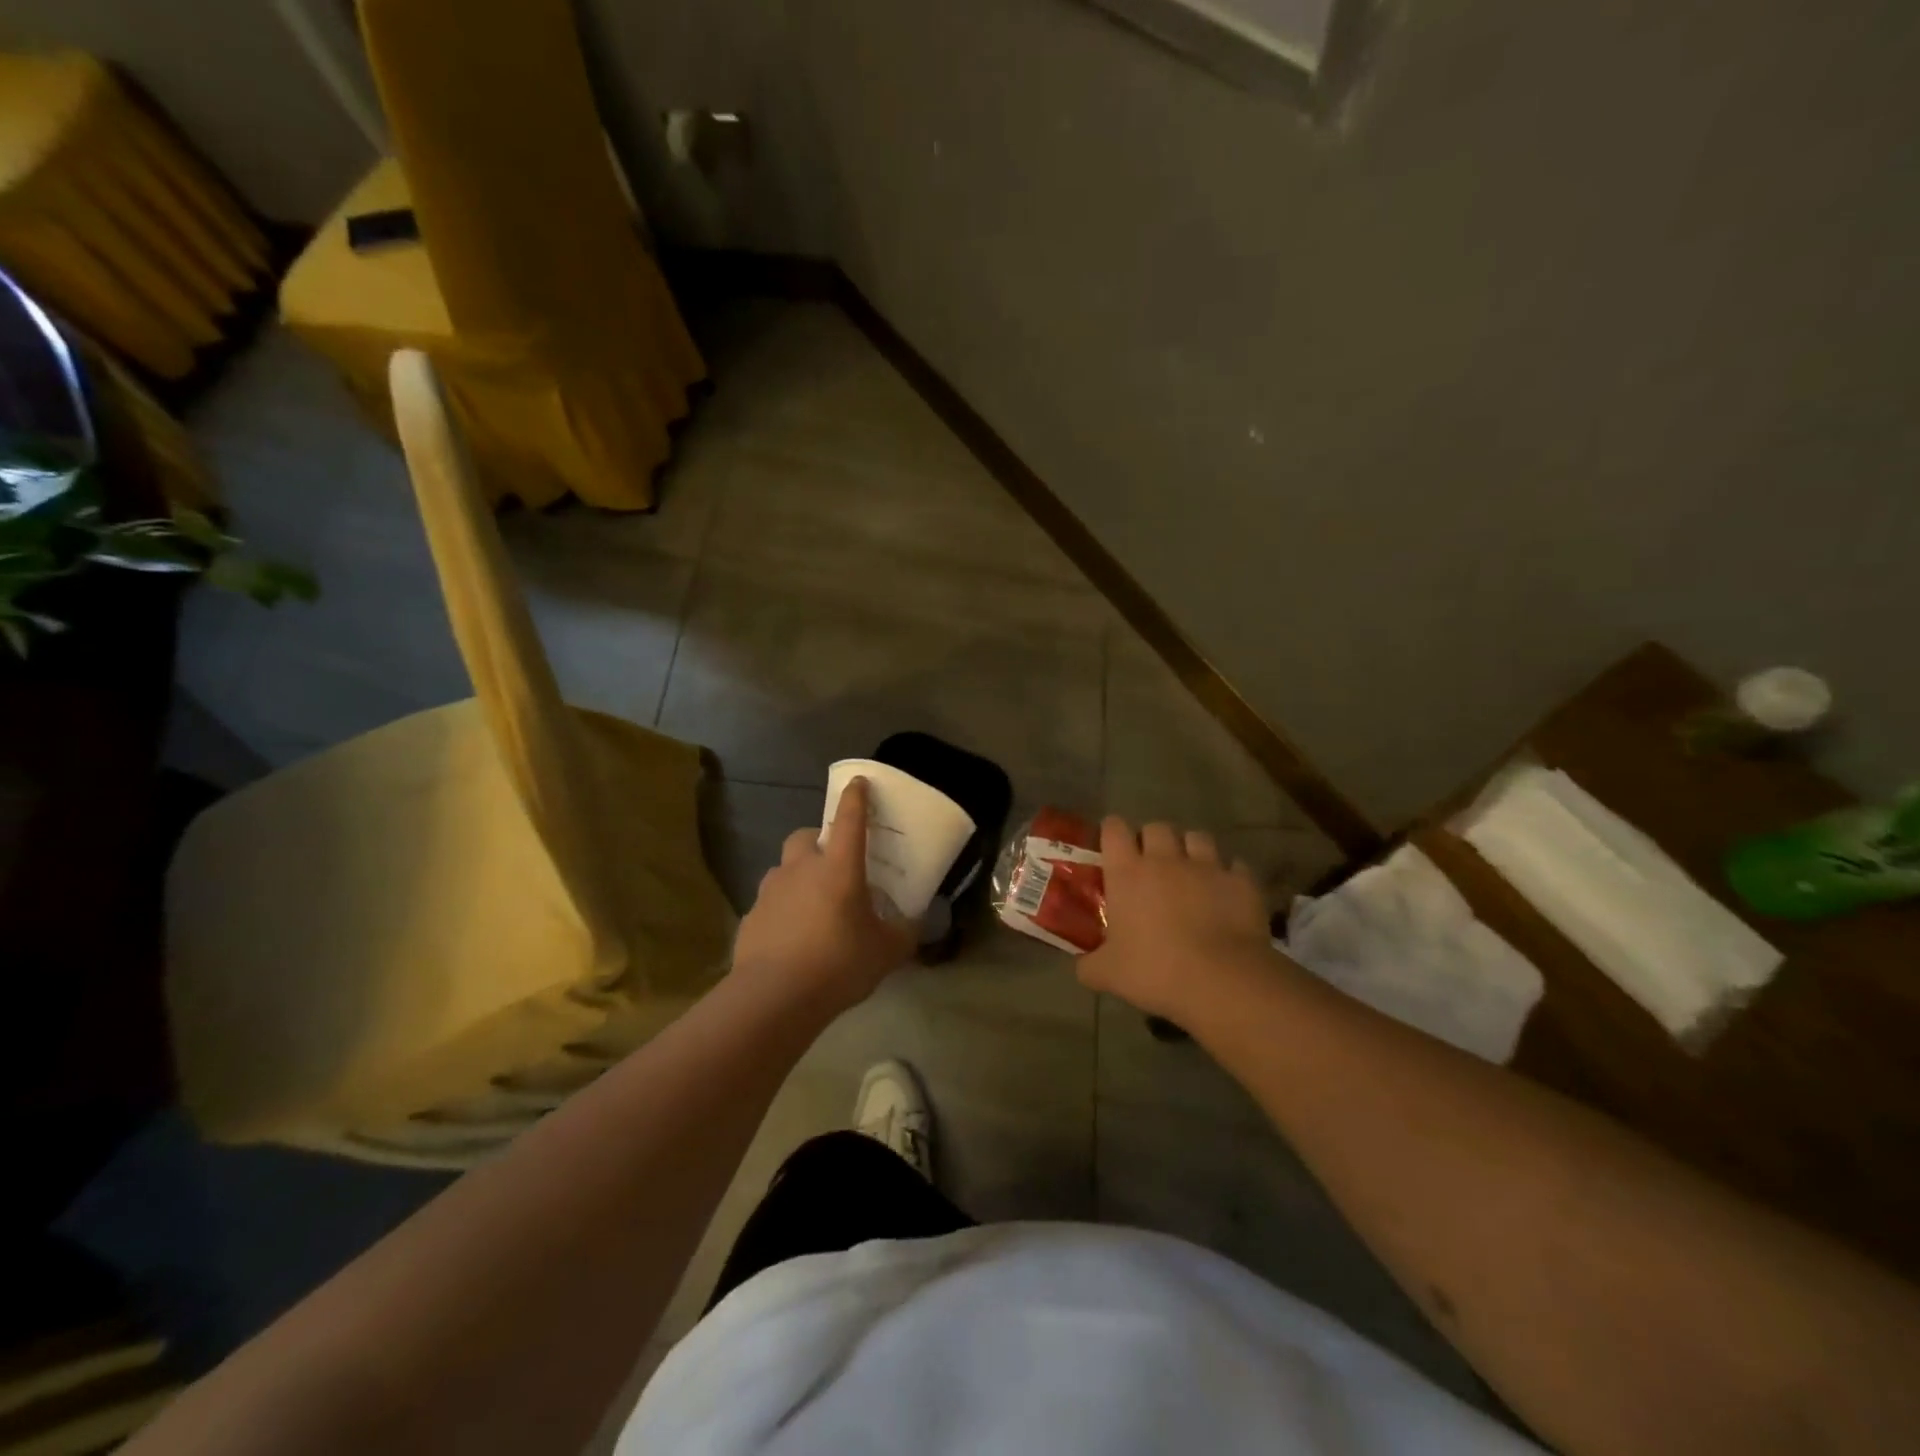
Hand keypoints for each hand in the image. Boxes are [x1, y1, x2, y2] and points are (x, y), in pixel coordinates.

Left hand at [731, 777, 914, 1013]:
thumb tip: (913, 924)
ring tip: (813, 905)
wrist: (773, 996)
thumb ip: (903, 933)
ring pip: (785, 869)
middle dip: (819, 841)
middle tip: (834, 864)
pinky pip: (771, 903)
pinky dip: (782, 910)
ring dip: (799, 876)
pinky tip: (792, 938)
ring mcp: (771, 891)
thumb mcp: (886, 952)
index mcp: (839, 868)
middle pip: (806, 837)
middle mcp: (802, 869)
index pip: (850, 820)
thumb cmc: (838, 964)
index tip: (858, 783)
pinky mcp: (751, 917)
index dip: (856, 799)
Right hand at [1076, 818, 1281, 1021]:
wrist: (1221, 981)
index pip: (1114, 829)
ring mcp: (1207, 866)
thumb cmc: (1155, 971)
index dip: (1112, 832)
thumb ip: (1089, 965)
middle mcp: (1165, 859)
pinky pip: (1234, 865)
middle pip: (1157, 827)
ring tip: (1191, 870)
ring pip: (1197, 837)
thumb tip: (1081, 968)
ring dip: (1191, 849)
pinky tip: (1226, 892)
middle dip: (1153, 839)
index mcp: (1127, 872)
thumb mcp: (1109, 974)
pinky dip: (1228, 875)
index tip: (1112, 846)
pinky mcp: (1241, 881)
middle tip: (1152, 864)